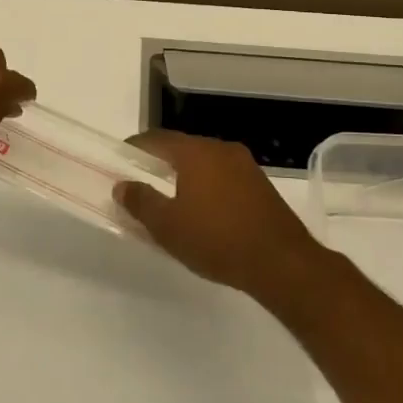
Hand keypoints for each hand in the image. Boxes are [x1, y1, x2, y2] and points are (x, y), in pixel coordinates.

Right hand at [115, 131, 327, 300]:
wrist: (282, 263)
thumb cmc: (216, 240)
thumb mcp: (167, 226)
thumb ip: (141, 201)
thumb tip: (123, 185)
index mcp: (195, 152)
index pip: (156, 139)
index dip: (134, 148)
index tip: (120, 162)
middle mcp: (221, 149)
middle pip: (182, 147)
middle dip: (160, 163)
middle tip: (142, 183)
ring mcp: (245, 166)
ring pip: (205, 162)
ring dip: (185, 176)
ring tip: (171, 200)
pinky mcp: (261, 186)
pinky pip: (224, 177)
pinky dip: (207, 187)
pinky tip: (203, 212)